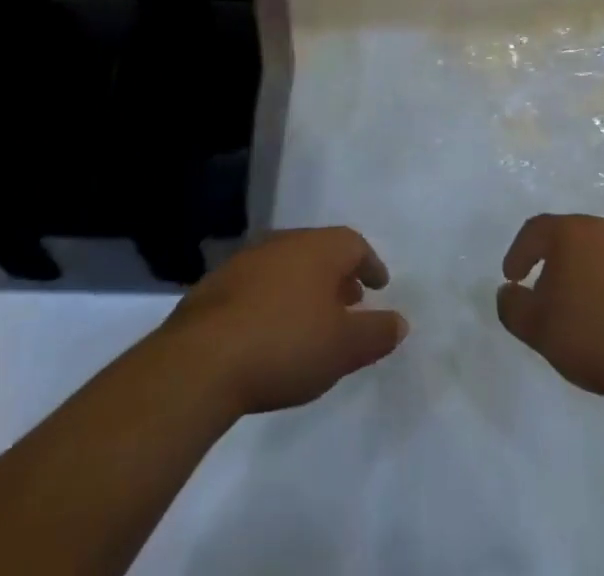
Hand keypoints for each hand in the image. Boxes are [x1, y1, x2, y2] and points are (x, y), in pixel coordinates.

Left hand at [164, 227, 408, 414]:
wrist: (203, 360)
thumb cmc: (286, 344)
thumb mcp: (343, 348)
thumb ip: (376, 333)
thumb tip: (400, 321)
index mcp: (318, 248)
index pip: (354, 244)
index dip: (370, 264)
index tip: (378, 286)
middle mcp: (284, 242)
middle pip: (319, 251)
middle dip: (337, 275)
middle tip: (349, 301)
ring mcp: (247, 260)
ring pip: (287, 265)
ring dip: (304, 286)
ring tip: (311, 318)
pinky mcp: (216, 286)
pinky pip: (258, 284)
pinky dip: (273, 299)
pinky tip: (270, 330)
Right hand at [496, 213, 603, 405]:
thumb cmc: (601, 334)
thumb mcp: (542, 330)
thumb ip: (514, 309)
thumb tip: (506, 292)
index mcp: (570, 233)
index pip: (534, 231)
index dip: (518, 253)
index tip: (512, 277)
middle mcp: (603, 228)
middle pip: (568, 237)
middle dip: (552, 262)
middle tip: (545, 292)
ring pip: (599, 253)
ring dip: (585, 274)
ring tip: (583, 309)